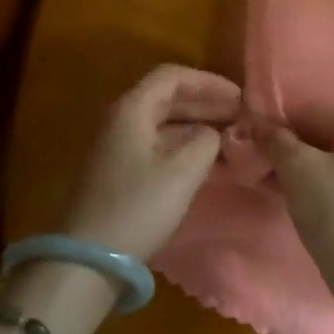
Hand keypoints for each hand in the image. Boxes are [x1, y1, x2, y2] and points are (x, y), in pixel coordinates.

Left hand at [62, 64, 241, 259]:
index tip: (240, 97)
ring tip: (231, 138)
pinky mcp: (120, 171)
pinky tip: (208, 160)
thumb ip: (206, 141)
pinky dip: (185, 146)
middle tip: (242, 117)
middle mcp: (121, 120)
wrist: (91, 257)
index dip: (208, 82)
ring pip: (164, 123)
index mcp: (132, 109)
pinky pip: (158, 145)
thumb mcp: (182, 171)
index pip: (172, 77)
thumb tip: (213, 133)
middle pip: (168, 98)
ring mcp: (118, 147)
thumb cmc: (138, 207)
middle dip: (206, 104)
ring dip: (198, 126)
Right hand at [261, 106, 333, 302]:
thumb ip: (275, 140)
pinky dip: (313, 185)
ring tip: (268, 182)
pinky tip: (290, 197)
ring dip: (296, 168)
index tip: (250, 141)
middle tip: (256, 164)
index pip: (311, 112)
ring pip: (327, 161)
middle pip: (320, 136)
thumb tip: (256, 122)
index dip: (277, 124)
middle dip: (286, 148)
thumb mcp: (297, 169)